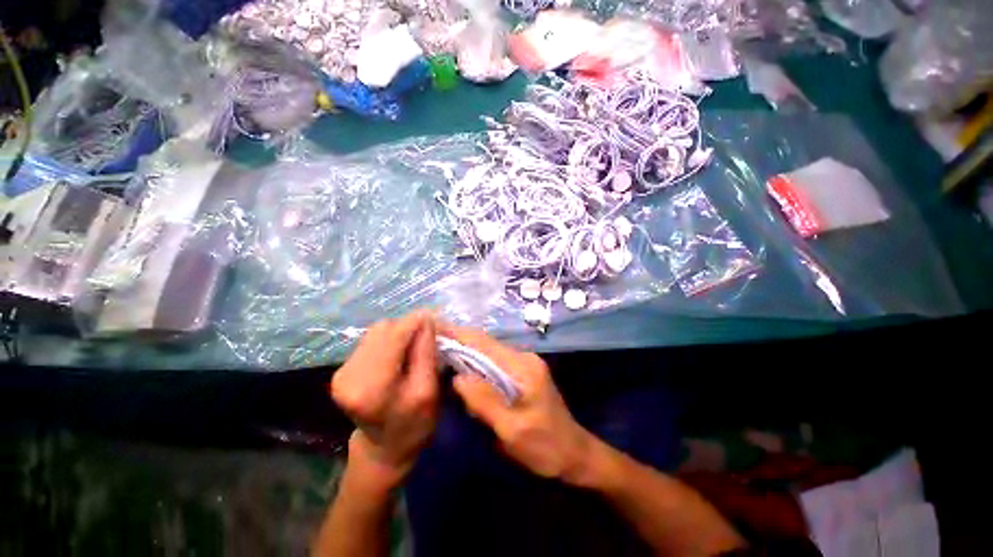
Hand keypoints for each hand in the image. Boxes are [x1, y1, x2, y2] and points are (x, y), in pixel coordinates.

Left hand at [331, 312, 438, 484]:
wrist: (384, 450)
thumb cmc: (414, 424)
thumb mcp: (429, 390)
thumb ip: (426, 352)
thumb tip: (427, 318)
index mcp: (371, 385)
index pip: (394, 335)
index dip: (416, 322)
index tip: (436, 320)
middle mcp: (349, 374)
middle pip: (384, 328)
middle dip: (409, 327)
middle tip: (428, 338)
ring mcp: (342, 371)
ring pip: (377, 331)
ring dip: (400, 333)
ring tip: (414, 347)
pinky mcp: (343, 369)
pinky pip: (372, 340)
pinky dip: (390, 340)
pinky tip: (399, 354)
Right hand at [439, 323, 595, 483]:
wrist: (574, 454)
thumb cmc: (545, 446)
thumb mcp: (513, 429)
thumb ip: (485, 401)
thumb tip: (457, 377)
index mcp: (522, 365)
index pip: (484, 343)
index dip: (459, 335)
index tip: (434, 330)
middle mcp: (522, 358)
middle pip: (485, 344)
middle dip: (459, 341)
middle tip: (430, 343)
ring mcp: (523, 365)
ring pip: (488, 353)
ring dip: (465, 353)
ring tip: (440, 355)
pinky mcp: (521, 374)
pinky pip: (493, 364)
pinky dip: (475, 365)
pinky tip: (462, 372)